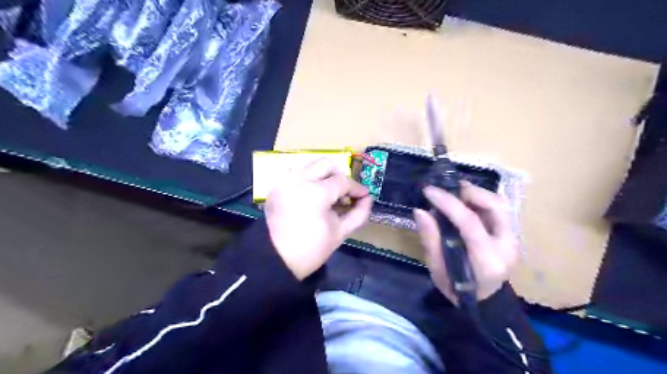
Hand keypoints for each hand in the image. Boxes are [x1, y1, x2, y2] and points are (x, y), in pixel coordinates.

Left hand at [265, 158, 372, 279]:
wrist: (276, 260)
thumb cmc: (312, 250)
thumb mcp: (340, 233)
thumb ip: (359, 213)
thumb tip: (368, 198)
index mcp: (316, 193)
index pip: (342, 181)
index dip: (356, 188)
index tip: (364, 195)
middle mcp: (298, 180)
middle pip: (326, 164)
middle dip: (339, 177)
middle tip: (344, 193)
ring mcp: (285, 181)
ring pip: (310, 165)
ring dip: (323, 176)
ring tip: (328, 195)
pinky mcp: (276, 187)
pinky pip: (297, 174)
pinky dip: (308, 180)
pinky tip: (312, 196)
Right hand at [415, 181, 516, 303]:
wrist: (484, 301)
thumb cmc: (457, 289)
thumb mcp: (437, 269)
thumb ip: (430, 239)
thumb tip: (420, 211)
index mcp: (486, 261)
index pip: (470, 223)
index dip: (448, 203)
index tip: (429, 191)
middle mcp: (507, 247)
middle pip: (495, 207)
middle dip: (470, 192)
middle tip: (448, 188)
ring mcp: (514, 240)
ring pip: (500, 205)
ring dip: (477, 193)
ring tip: (456, 191)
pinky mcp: (513, 235)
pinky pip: (499, 210)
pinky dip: (482, 200)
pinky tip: (467, 201)